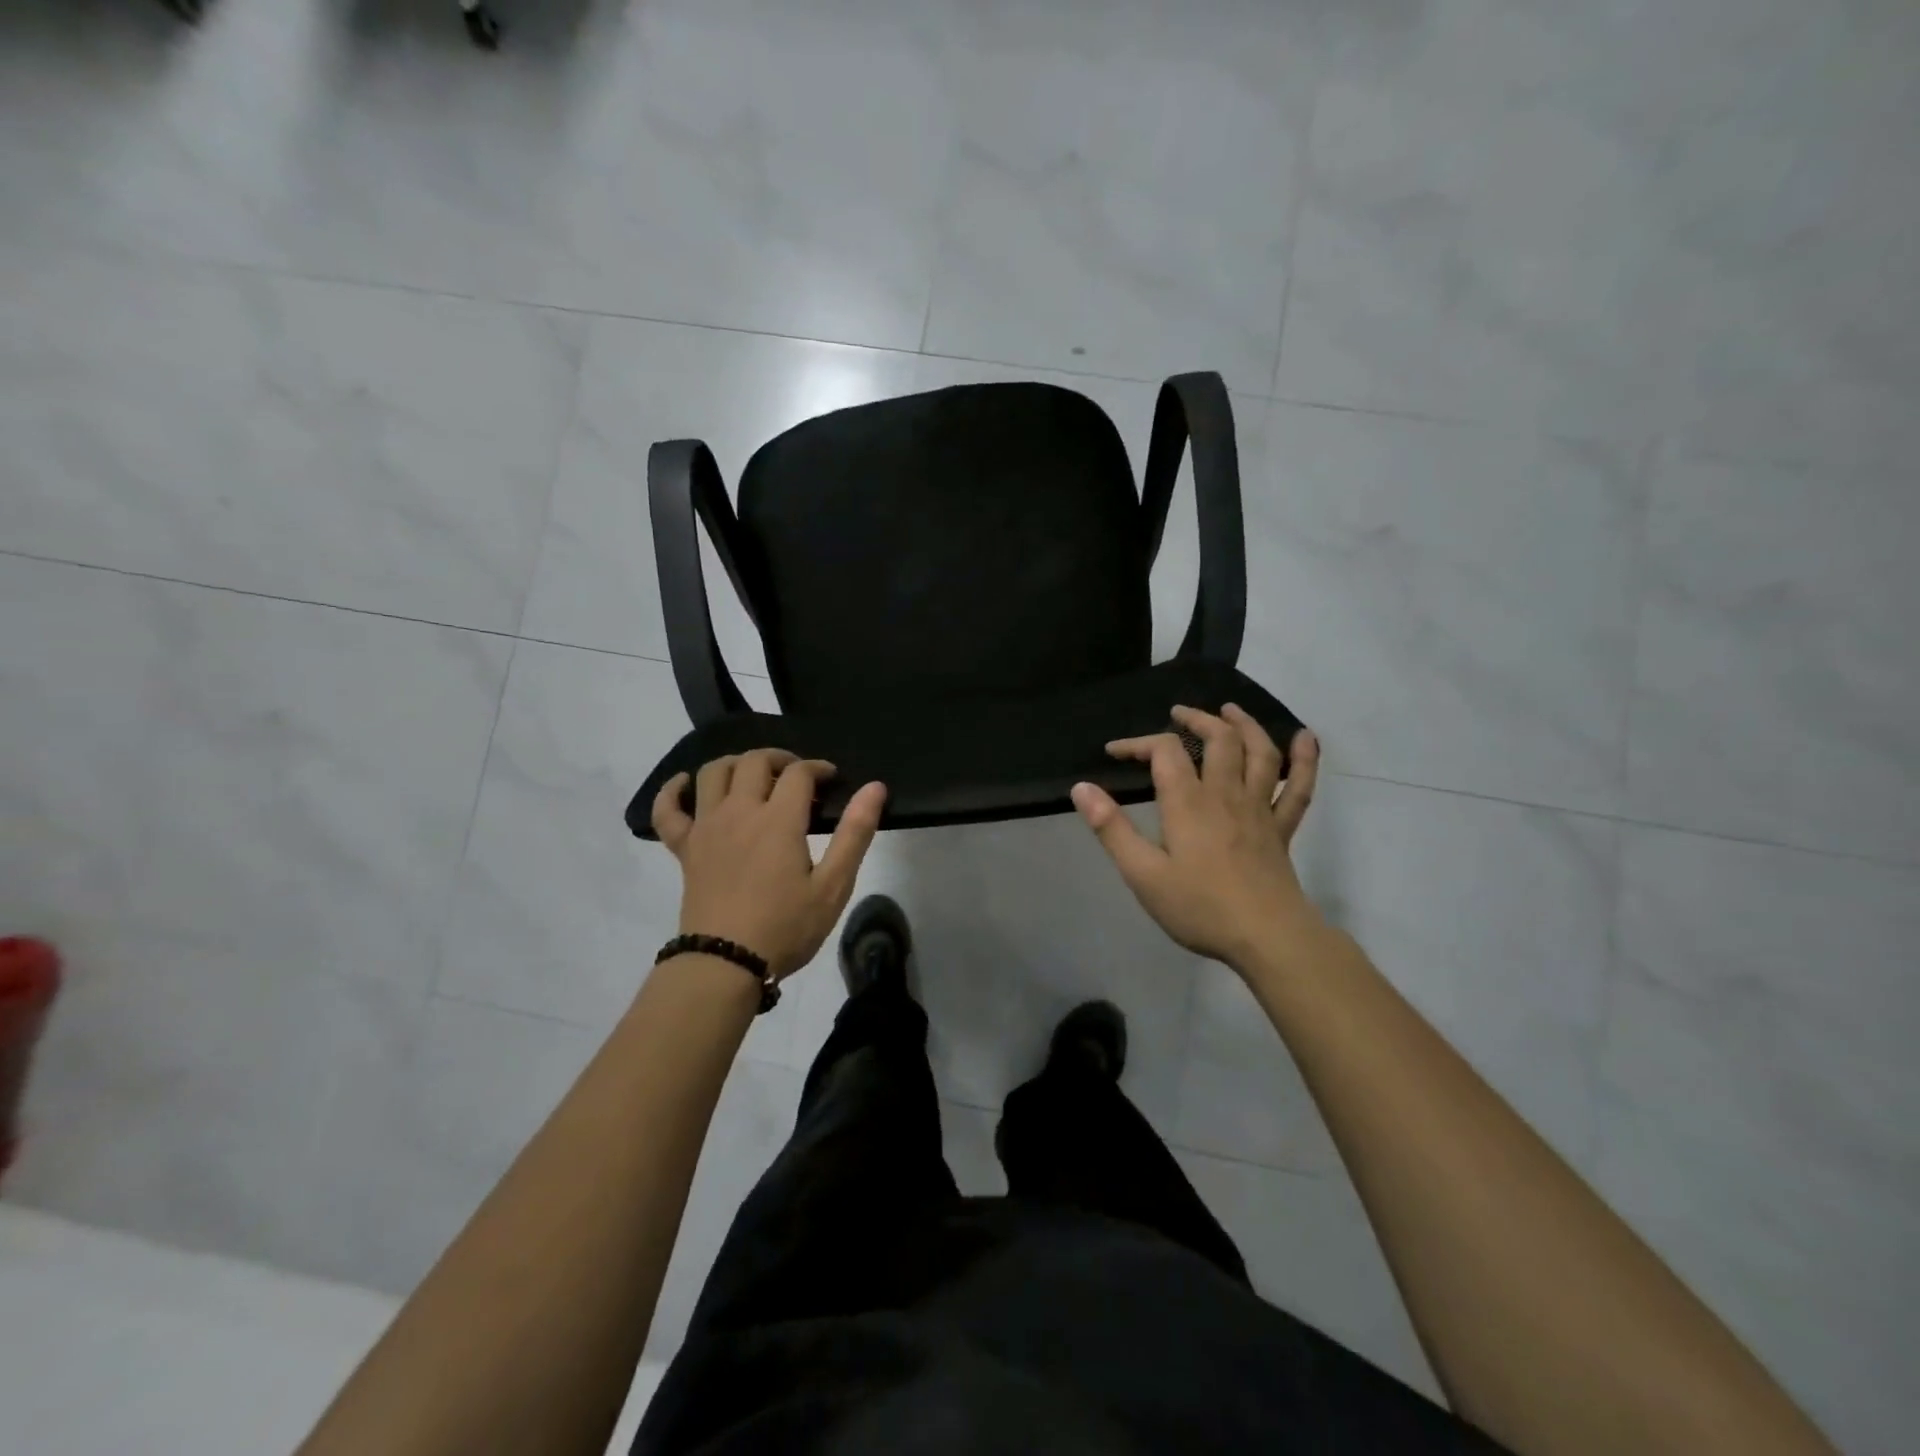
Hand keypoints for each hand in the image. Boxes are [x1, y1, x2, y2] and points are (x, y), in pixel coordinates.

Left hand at [652, 750, 887, 978]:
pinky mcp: (684, 848)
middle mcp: (739, 812)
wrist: (725, 964)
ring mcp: (706, 827)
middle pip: (754, 762)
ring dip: (735, 764)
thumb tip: (875, 787)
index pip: (798, 772)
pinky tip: (685, 784)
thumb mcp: (833, 886)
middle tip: (797, 776)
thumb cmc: (786, 927)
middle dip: (780, 759)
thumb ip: (855, 833)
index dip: (818, 768)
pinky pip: (667, 810)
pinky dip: (673, 790)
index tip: (831, 779)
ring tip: (753, 776)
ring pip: (713, 773)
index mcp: (778, 820)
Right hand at [1071, 705, 1319, 971]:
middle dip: (1196, 719)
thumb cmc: (1199, 907)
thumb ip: (1111, 829)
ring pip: (1259, 752)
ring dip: (1245, 725)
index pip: (1164, 752)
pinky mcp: (1282, 828)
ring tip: (1229, 710)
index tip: (1114, 752)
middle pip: (1218, 739)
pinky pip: (1299, 787)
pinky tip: (1304, 737)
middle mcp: (1226, 794)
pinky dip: (1305, 758)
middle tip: (1178, 713)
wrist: (1267, 937)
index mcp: (1188, 802)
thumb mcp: (1142, 873)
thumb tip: (1081, 788)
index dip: (1138, 743)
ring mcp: (1259, 809)